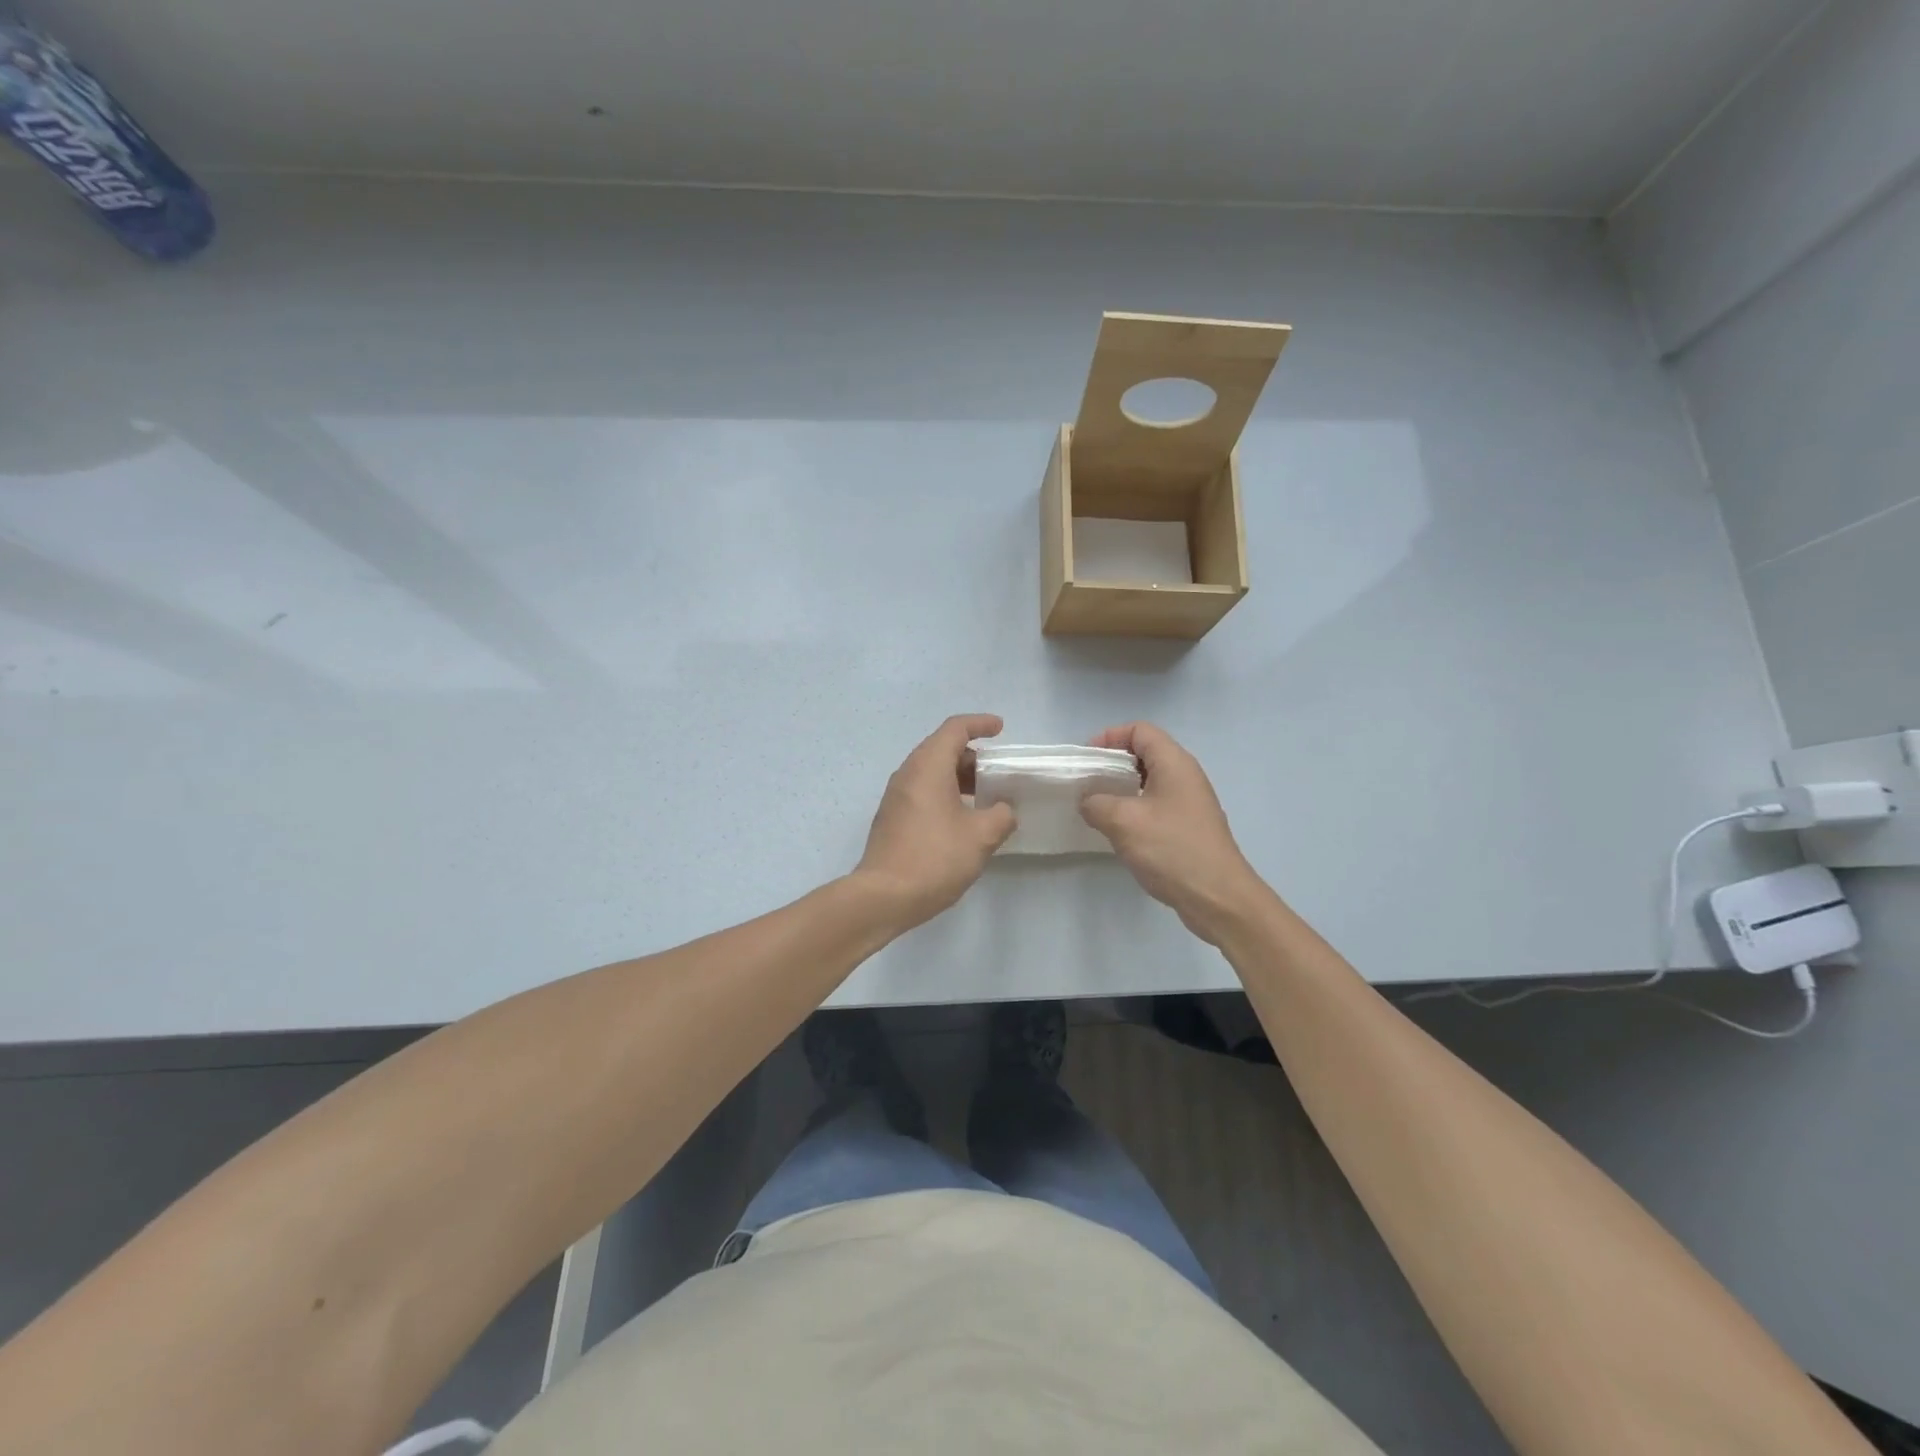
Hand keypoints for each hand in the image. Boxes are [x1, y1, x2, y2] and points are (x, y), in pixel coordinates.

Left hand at [854, 714, 1017, 929]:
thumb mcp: (981, 836)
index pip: (955, 729)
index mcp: (928, 767)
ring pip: (931, 772)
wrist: (884, 896)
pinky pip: (922, 791)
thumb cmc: (934, 858)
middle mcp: (908, 774)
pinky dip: (945, 793)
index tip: (1000, 729)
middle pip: (941, 748)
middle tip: (997, 772)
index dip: (980, 724)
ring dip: (958, 777)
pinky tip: (963, 818)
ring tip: (985, 796)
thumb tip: (1003, 810)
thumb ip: (1001, 816)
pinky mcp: (892, 818)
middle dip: (972, 755)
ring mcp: (896, 797)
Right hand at [1079, 722, 1270, 943]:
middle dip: (1113, 764)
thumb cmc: (1172, 849)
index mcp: (1174, 763)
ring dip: (1122, 789)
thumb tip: (1088, 801)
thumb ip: (1096, 804)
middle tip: (1087, 783)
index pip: (1140, 731)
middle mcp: (1185, 776)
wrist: (1218, 898)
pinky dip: (1134, 810)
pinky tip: (1119, 832)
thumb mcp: (1123, 822)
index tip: (1087, 759)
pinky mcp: (1189, 827)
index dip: (1110, 737)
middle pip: (1145, 753)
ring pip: (1150, 782)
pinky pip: (1156, 805)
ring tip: (1097, 808)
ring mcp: (1190, 803)